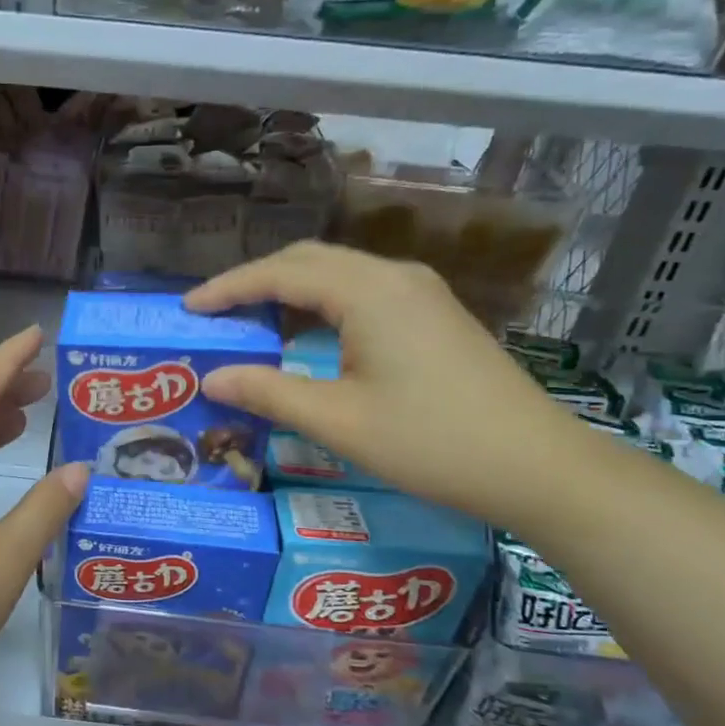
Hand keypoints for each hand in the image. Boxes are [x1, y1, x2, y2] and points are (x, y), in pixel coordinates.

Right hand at [185, 243, 592, 526]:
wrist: (536, 465)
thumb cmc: (431, 443)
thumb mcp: (338, 421)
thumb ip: (269, 392)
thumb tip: (212, 377)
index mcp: (368, 292)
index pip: (281, 273)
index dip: (228, 288)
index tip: (188, 308)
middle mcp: (394, 277)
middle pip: (309, 261)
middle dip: (255, 282)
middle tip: (214, 313)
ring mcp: (420, 293)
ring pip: (338, 274)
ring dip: (289, 291)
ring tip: (250, 322)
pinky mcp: (433, 315)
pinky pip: (362, 293)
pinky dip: (321, 305)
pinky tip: (307, 335)